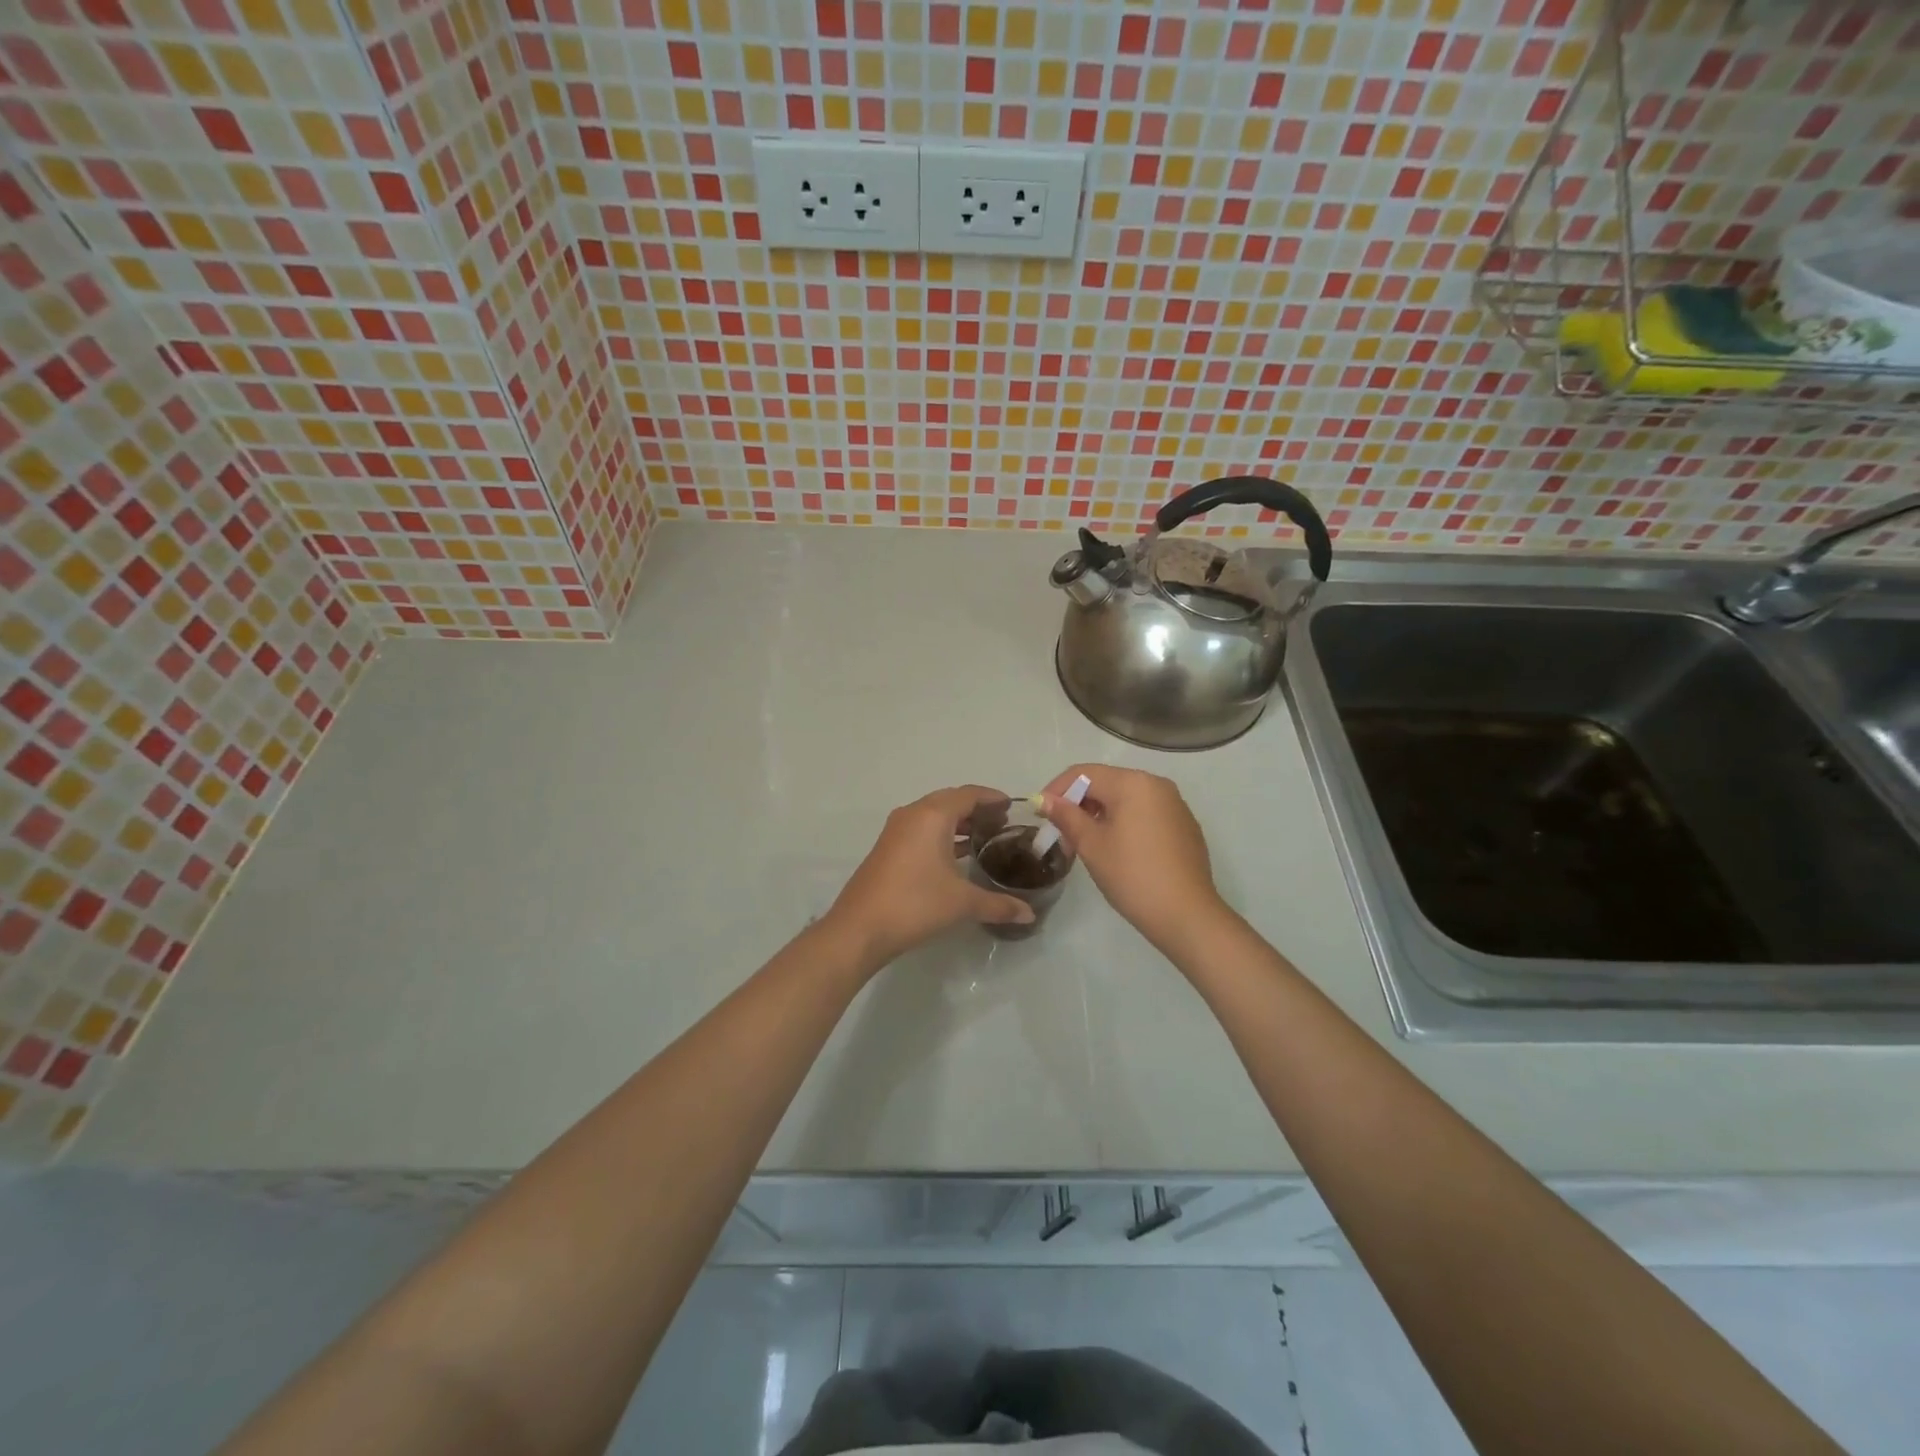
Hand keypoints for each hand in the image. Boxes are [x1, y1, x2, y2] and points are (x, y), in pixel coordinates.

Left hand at [823, 786, 1035, 969]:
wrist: (860, 928)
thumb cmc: (915, 904)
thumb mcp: (962, 903)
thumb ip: (999, 904)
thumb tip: (1029, 914)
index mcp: (932, 815)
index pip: (969, 794)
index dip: (992, 798)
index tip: (1013, 807)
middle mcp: (913, 814)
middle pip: (951, 801)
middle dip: (977, 809)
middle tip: (1002, 824)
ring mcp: (896, 831)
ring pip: (933, 816)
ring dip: (958, 823)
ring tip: (984, 839)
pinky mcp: (887, 848)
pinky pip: (921, 830)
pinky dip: (941, 835)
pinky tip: (956, 856)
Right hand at [1038, 764, 1228, 955]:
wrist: (1187, 915)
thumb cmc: (1132, 875)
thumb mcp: (1091, 845)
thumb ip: (1066, 816)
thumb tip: (1044, 799)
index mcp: (1133, 782)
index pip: (1084, 773)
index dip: (1057, 790)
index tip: (1040, 815)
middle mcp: (1157, 784)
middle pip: (1106, 783)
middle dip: (1078, 805)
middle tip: (1061, 836)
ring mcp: (1175, 805)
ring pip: (1126, 799)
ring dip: (1099, 815)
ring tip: (1085, 846)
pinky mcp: (1184, 826)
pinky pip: (1145, 813)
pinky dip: (1124, 823)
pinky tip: (1117, 852)